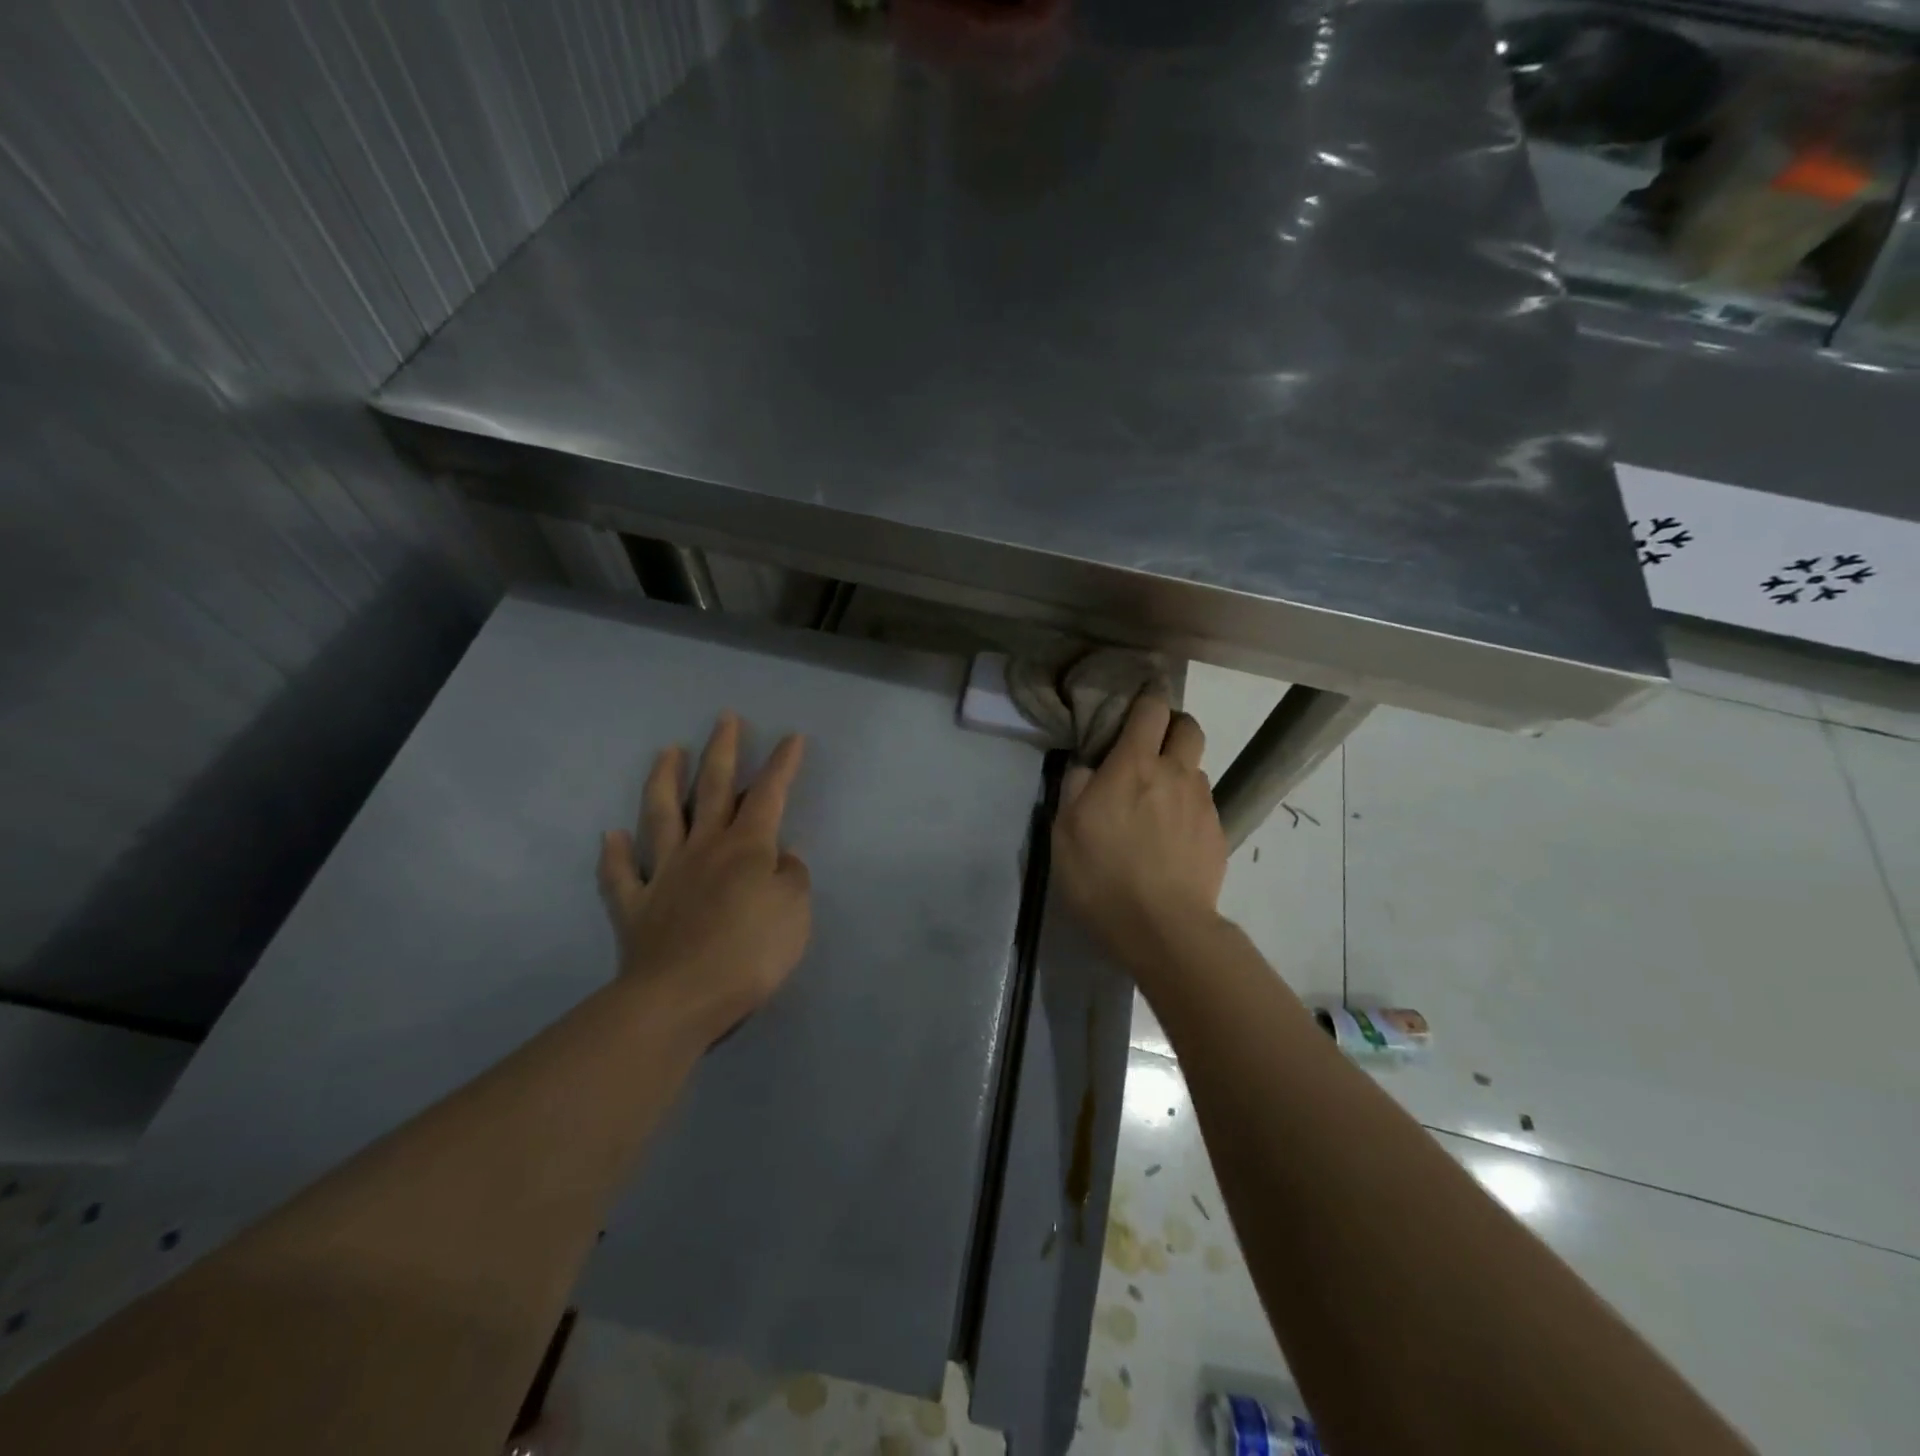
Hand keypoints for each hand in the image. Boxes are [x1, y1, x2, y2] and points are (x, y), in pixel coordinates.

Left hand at [597, 713, 811, 1044]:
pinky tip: (611, 836)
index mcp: (746, 847)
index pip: (769, 795)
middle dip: (722, 751)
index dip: (782, 765)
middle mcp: (703, 848)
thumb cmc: (749, 953)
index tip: (791, 736)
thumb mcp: (795, 912)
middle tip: (724, 719)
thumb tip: (783, 856)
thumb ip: (792, 877)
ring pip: (661, 816)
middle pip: (713, 789)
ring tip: (667, 751)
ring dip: (665, 781)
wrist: (681, 998)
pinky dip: (614, 855)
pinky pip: (619, 875)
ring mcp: (663, 874)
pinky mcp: (634, 907)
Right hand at [1051, 695, 1227, 978]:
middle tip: (1150, 746)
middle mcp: (1175, 774)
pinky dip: (1186, 808)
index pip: (1150, 710)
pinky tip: (1171, 838)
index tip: (1139, 699)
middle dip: (1172, 725)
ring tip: (1157, 802)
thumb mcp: (1065, 832)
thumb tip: (1088, 767)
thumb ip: (1076, 788)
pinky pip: (1202, 804)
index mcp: (1134, 766)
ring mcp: (1202, 804)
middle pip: (1189, 727)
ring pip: (1196, 768)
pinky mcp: (1218, 834)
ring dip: (1179, 771)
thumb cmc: (1103, 877)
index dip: (1147, 697)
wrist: (1163, 929)